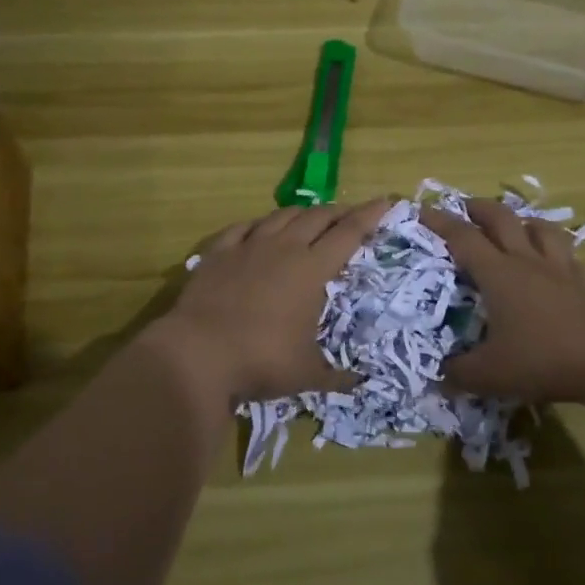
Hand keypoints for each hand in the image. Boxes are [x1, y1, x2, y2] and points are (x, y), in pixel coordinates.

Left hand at [158, 200, 391, 403]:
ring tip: (310, 218)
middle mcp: (284, 248)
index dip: (370, 215)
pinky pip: (243, 227)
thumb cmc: (260, 360)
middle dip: (339, 212)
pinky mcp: (219, 252)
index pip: (349, 233)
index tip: (386, 201)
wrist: (197, 353)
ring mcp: (248, 246)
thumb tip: (362, 383)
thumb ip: (337, 376)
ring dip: (302, 213)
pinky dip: (258, 224)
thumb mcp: (306, 375)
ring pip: (282, 215)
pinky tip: (259, 228)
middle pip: (317, 217)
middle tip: (350, 215)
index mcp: (311, 269)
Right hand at [421, 199, 584, 406]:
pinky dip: (553, 248)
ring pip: (539, 227)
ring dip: (521, 220)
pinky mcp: (583, 282)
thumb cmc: (542, 359)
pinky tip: (552, 260)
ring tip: (513, 226)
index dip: (440, 222)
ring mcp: (558, 269)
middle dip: (479, 208)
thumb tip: (440, 375)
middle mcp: (526, 261)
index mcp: (498, 274)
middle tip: (465, 209)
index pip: (463, 238)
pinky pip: (566, 253)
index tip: (422, 211)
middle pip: (501, 219)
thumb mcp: (491, 374)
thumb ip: (460, 373)